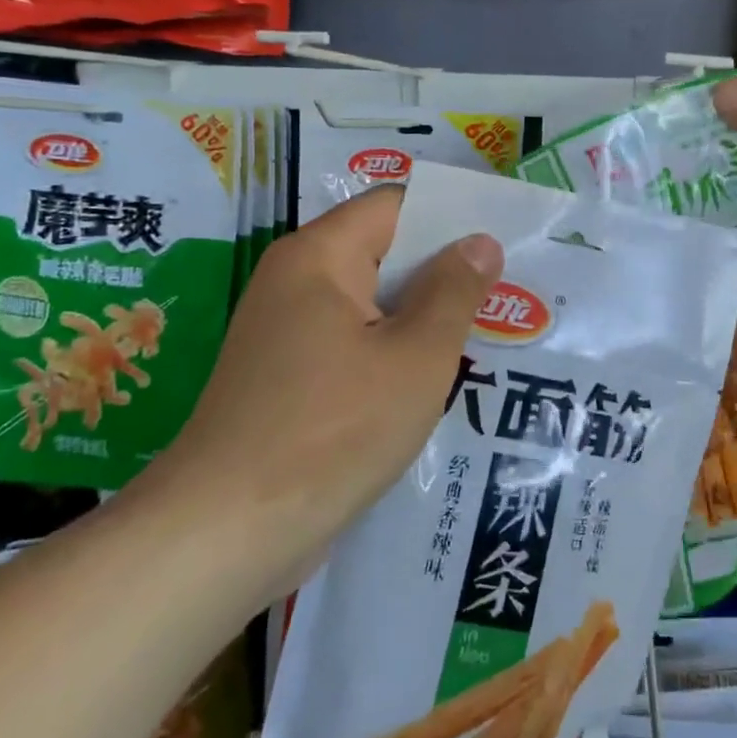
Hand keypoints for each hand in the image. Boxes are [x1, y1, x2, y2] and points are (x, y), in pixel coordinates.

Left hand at [133, 188, 501, 593]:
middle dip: (444, 269)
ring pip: (371, 302)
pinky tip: (436, 376)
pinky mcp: (286, 375)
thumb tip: (480, 241)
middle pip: (383, 250)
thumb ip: (454, 291)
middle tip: (509, 288)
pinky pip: (352, 341)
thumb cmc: (334, 430)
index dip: (452, 216)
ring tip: (485, 330)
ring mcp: (285, 330)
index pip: (396, 205)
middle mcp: (294, 280)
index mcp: (320, 256)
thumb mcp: (416, 356)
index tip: (504, 238)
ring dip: (422, 314)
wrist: (227, 532)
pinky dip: (392, 349)